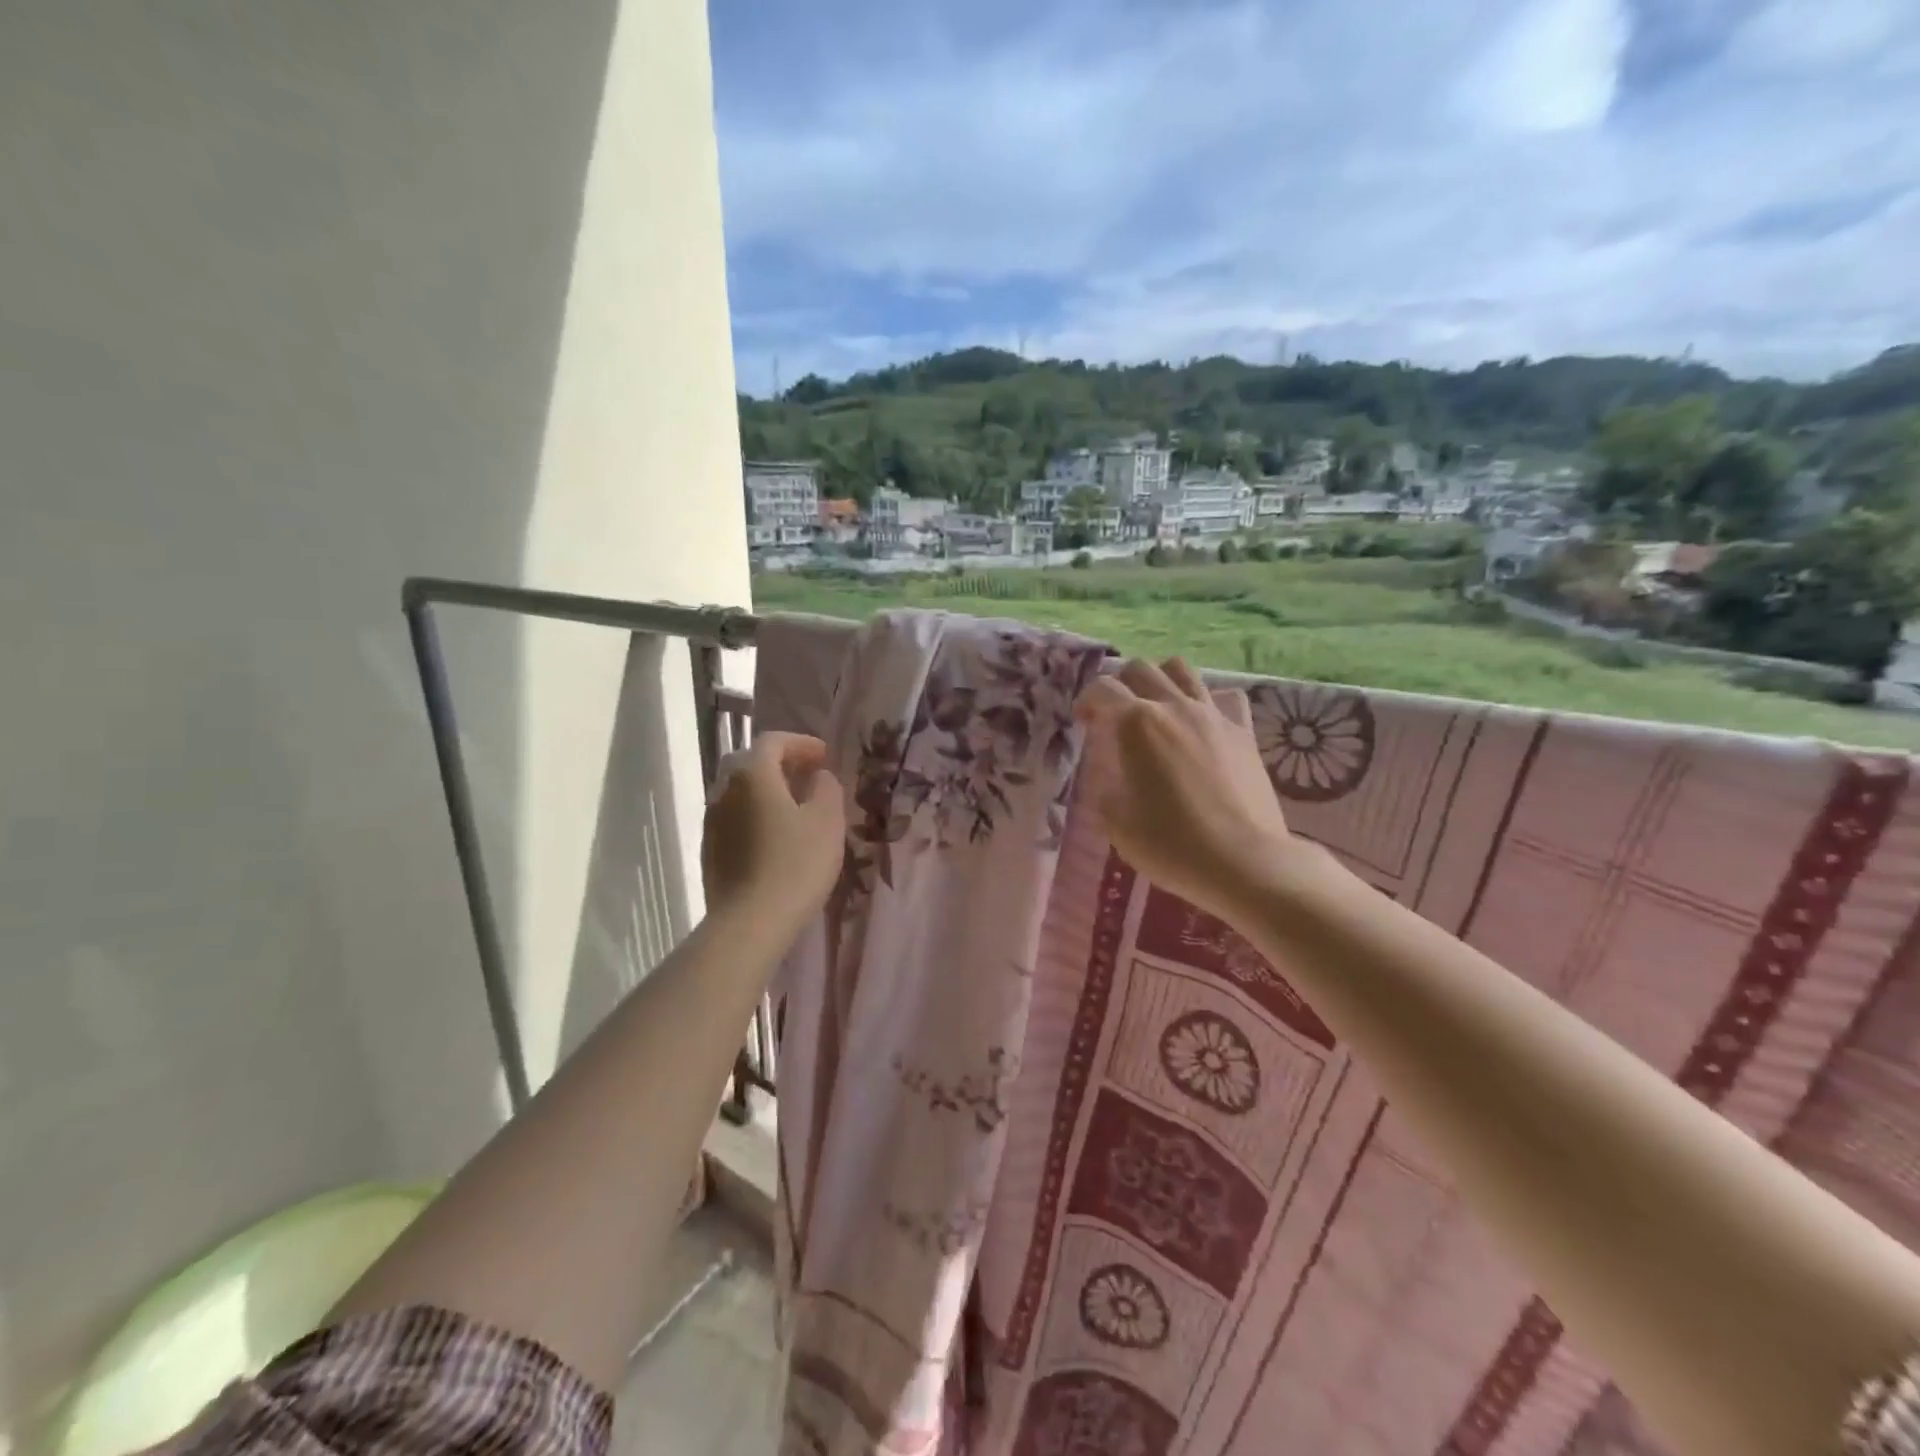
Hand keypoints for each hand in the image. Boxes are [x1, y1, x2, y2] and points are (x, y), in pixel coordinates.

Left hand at [702, 731, 845, 931]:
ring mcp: (712, 823)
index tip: (824, 756)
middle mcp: (724, 791)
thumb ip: (826, 788)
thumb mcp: (827, 820)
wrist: (749, 923)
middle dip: (781, 764)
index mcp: (752, 775)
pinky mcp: (710, 852)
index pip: (773, 742)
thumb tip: (818, 776)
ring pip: (741, 793)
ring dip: (767, 791)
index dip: (801, 743)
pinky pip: (735, 819)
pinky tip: (775, 838)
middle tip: (808, 776)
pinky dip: (756, 815)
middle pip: (751, 764)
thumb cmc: (795, 864)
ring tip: (795, 807)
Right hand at [1076, 658, 1296, 921]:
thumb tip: (1112, 772)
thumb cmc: (1169, 844)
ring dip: (1161, 681)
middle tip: (1116, 714)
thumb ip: (1106, 784)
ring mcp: (1212, 715)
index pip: (1102, 689)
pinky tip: (1201, 725)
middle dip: (1121, 684)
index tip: (1083, 722)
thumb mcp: (1115, 820)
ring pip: (1181, 670)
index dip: (1087, 700)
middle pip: (1141, 669)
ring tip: (1156, 708)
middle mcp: (1173, 707)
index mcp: (1136, 723)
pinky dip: (1206, 701)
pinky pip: (1224, 697)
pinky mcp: (1243, 732)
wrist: (1242, 862)